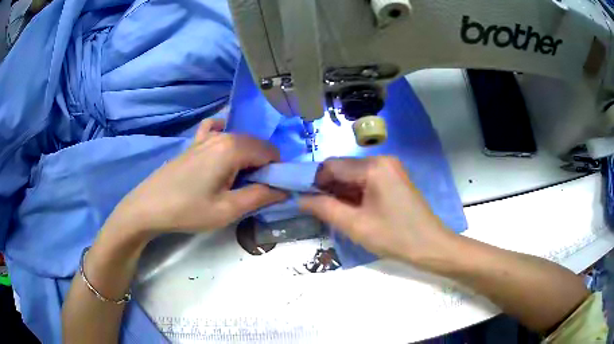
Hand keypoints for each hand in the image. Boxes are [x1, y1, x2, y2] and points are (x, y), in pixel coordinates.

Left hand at [109, 118, 286, 233]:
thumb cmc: (188, 210)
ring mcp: (206, 137)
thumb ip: (260, 196)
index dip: (276, 171)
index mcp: (233, 147)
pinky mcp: (194, 143)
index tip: (268, 192)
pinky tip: (223, 151)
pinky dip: (226, 137)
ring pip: (240, 140)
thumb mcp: (228, 210)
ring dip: (247, 158)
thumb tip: (284, 189)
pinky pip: (216, 130)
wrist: (148, 207)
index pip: (271, 152)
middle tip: (252, 191)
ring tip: (236, 181)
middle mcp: (222, 135)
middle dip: (263, 166)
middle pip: (257, 145)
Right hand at [299, 157, 452, 265]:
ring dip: (341, 191)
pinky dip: (354, 193)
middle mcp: (382, 160)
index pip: (332, 166)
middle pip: (343, 168)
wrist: (430, 246)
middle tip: (317, 209)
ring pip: (354, 175)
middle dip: (328, 187)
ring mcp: (390, 168)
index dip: (314, 181)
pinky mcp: (394, 178)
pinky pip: (366, 180)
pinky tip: (351, 209)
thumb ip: (325, 209)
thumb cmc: (394, 236)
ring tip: (333, 212)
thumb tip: (301, 199)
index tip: (304, 199)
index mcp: (373, 167)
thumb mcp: (355, 225)